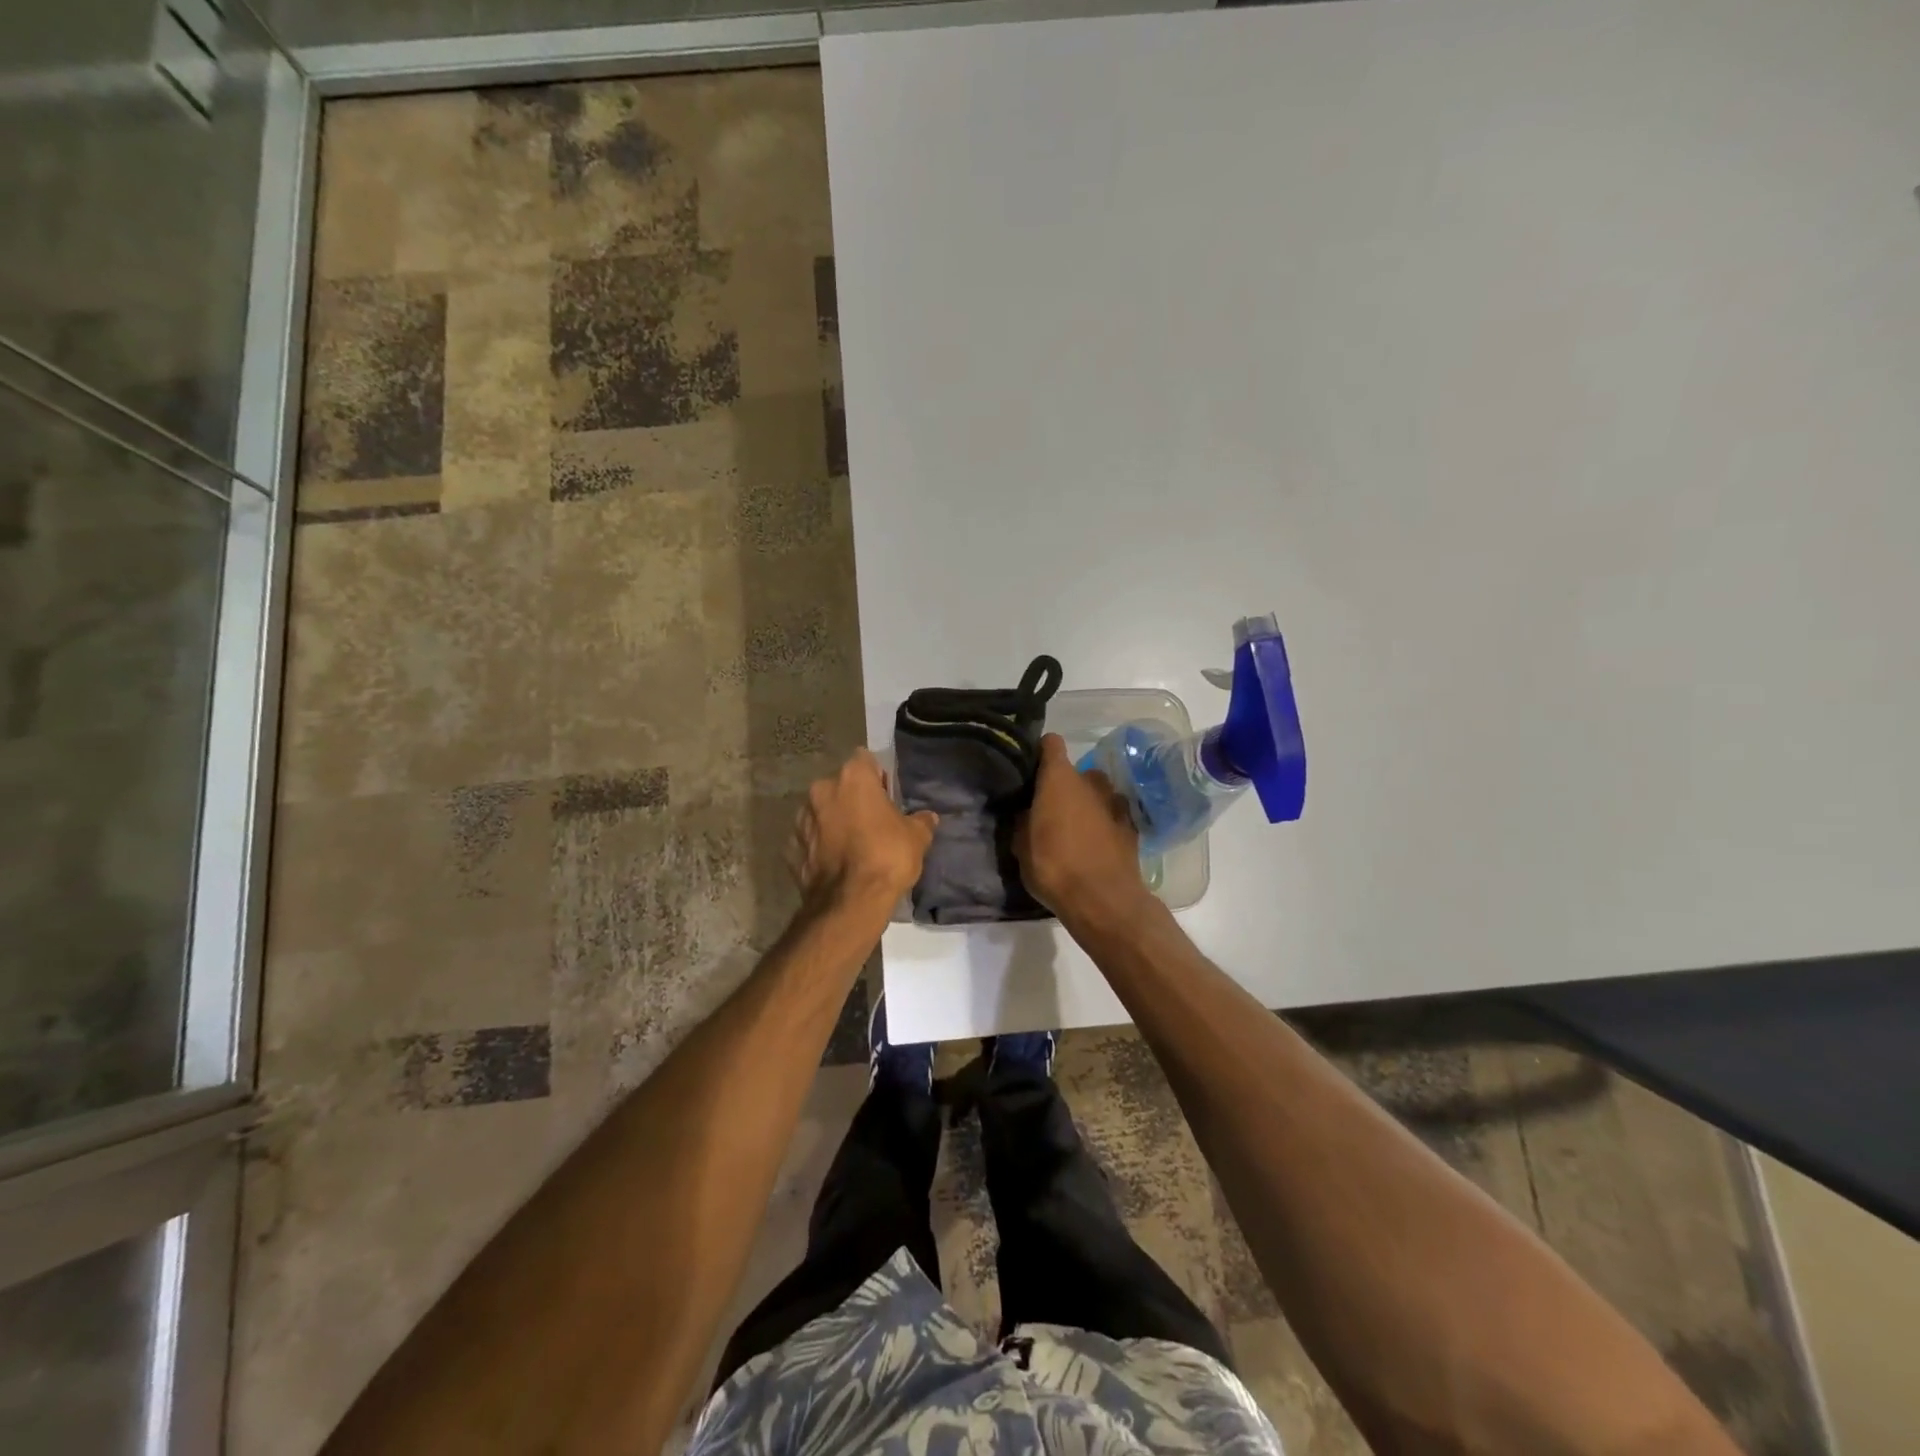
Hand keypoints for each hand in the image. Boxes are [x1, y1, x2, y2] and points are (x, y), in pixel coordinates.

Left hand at [791, 748, 937, 912]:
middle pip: (839, 786)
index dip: (876, 775)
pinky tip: (835, 864)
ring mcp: (801, 819)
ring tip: (852, 845)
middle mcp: (822, 790)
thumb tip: (928, 818)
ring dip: (833, 821)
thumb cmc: (887, 857)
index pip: (864, 759)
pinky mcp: (791, 848)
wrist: (850, 902)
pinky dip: (819, 847)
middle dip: (852, 799)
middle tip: (872, 822)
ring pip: (821, 811)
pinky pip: (809, 840)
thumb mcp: (917, 837)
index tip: (886, 794)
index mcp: (852, 778)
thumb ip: (921, 821)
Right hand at [1014, 734, 1152, 928]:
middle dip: (1063, 786)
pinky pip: (1112, 814)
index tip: (1031, 769)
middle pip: (1075, 772)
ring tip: (1075, 828)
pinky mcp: (1132, 825)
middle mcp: (1090, 781)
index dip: (1041, 752)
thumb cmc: (1054, 867)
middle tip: (1049, 810)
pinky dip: (1103, 822)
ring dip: (1086, 803)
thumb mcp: (1021, 846)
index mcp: (1059, 779)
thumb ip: (1023, 820)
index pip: (1051, 744)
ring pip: (1096, 793)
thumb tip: (1026, 811)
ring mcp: (1115, 802)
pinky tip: (1095, 844)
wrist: (1104, 900)